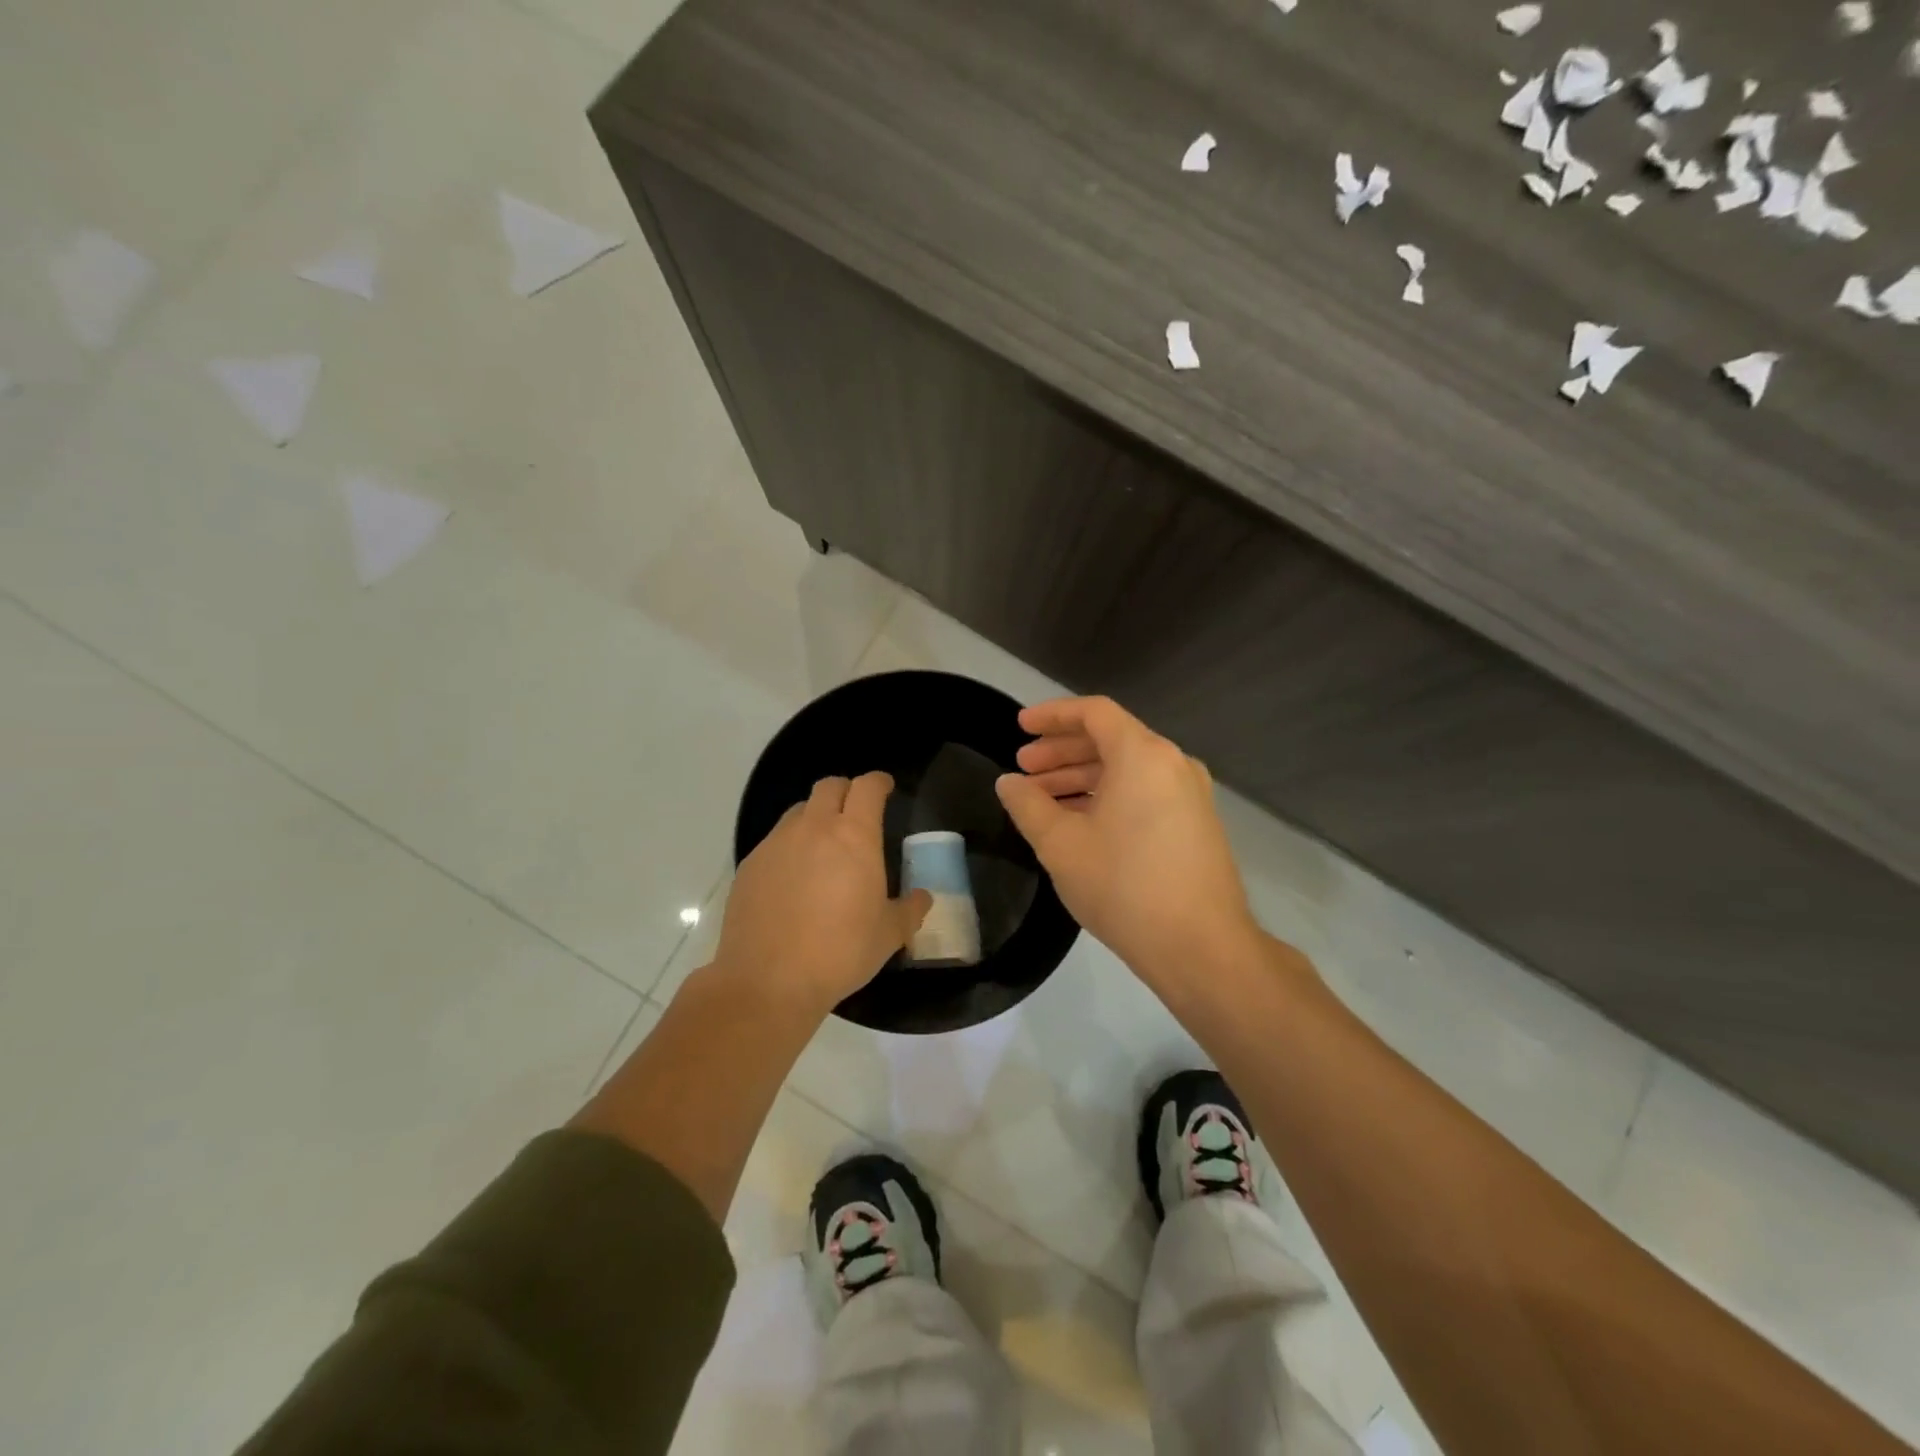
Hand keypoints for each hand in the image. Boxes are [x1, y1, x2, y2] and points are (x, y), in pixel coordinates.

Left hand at [713, 772, 931, 1014]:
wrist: (768, 981)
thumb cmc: (840, 952)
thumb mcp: (889, 935)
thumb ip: (910, 910)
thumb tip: (923, 898)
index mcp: (854, 836)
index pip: (867, 787)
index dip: (878, 782)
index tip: (885, 788)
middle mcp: (813, 828)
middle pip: (829, 787)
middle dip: (845, 791)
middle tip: (855, 813)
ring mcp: (776, 844)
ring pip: (798, 812)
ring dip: (815, 817)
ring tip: (823, 847)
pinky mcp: (750, 865)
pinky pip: (775, 841)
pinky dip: (790, 847)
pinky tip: (793, 879)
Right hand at [996, 697, 1259, 987]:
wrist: (1202, 948)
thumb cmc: (1124, 887)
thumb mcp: (1061, 845)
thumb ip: (1028, 805)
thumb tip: (1009, 782)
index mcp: (1143, 755)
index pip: (1093, 712)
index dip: (1052, 715)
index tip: (1020, 727)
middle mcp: (1173, 763)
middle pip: (1110, 739)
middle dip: (1061, 751)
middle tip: (1024, 770)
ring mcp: (1190, 795)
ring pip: (1127, 769)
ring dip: (1081, 778)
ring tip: (1043, 801)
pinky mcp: (1196, 824)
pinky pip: (1144, 793)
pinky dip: (1108, 797)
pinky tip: (1080, 824)